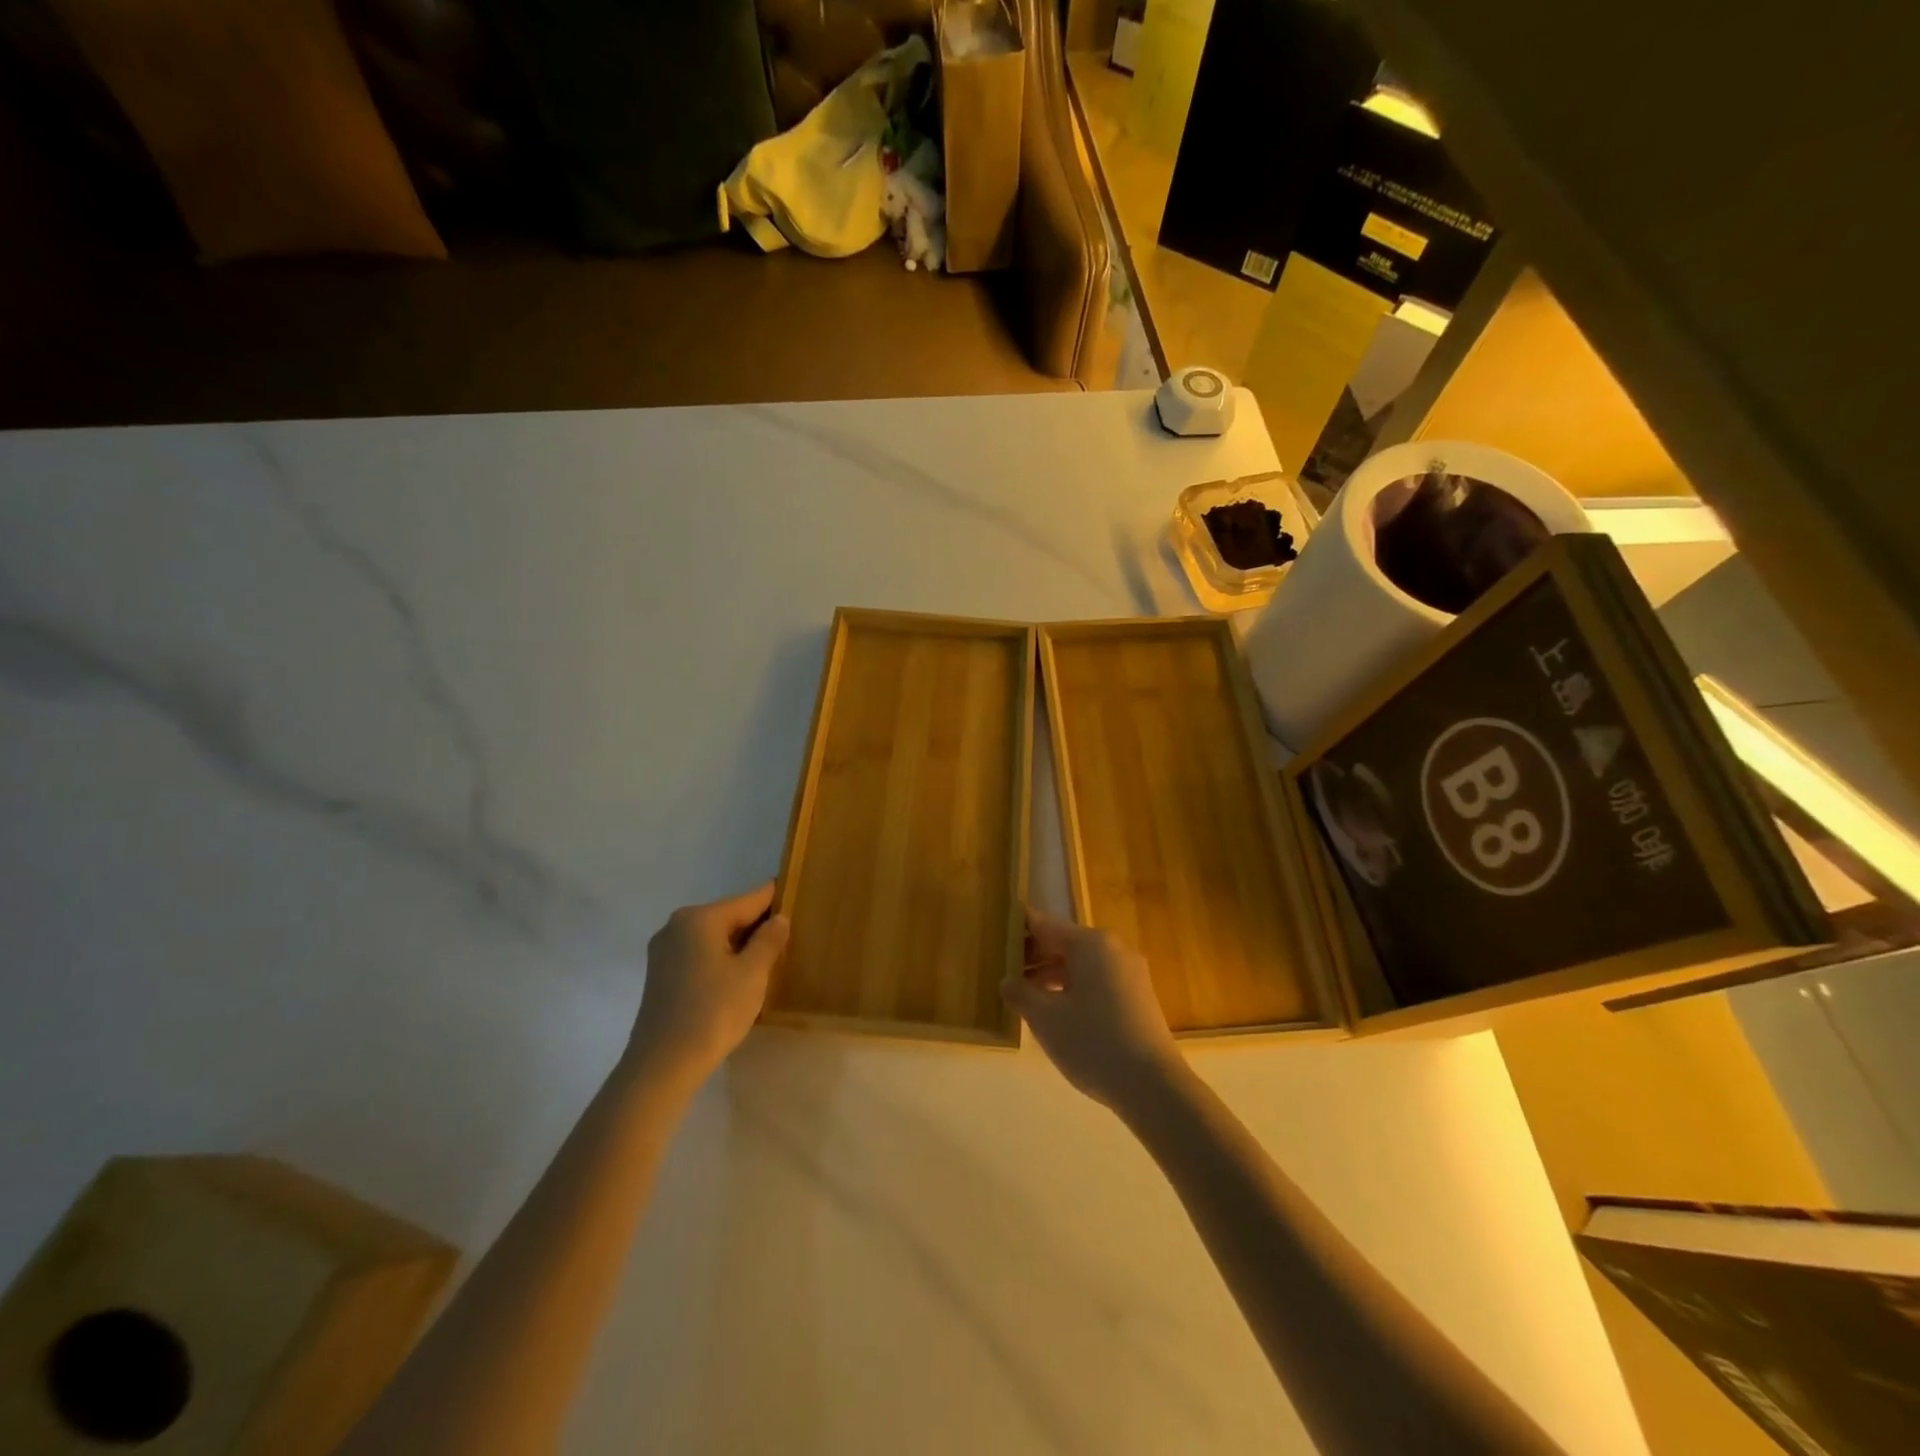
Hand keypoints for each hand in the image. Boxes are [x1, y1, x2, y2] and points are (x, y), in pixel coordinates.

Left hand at [629, 883, 789, 1088]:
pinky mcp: (660, 975)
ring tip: (769, 959)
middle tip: (790, 936)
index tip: (797, 895)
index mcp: (700, 919)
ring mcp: (664, 951)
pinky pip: (699, 955)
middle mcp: (677, 926)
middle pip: (729, 917)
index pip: (748, 900)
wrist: (662, 1065)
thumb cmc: (713, 1012)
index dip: (775, 898)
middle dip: (758, 926)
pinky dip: (721, 960)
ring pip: (714, 938)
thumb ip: (769, 940)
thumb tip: (779, 918)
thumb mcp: (752, 974)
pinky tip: (739, 979)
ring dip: (740, 946)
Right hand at [1002, 908, 1183, 1111]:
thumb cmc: (1093, 1042)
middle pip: (1064, 943)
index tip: (994, 939)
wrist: (1154, 1087)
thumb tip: (1007, 982)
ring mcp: (1130, 973)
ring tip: (1025, 998)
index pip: (1044, 924)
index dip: (1017, 929)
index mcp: (1090, 943)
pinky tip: (1057, 1014)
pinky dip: (1073, 989)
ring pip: (1081, 964)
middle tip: (1003, 974)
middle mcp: (1113, 948)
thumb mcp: (1044, 1019)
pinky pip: (1097, 981)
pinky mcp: (1138, 997)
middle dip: (1033, 957)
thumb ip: (1020, 994)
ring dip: (1052, 976)